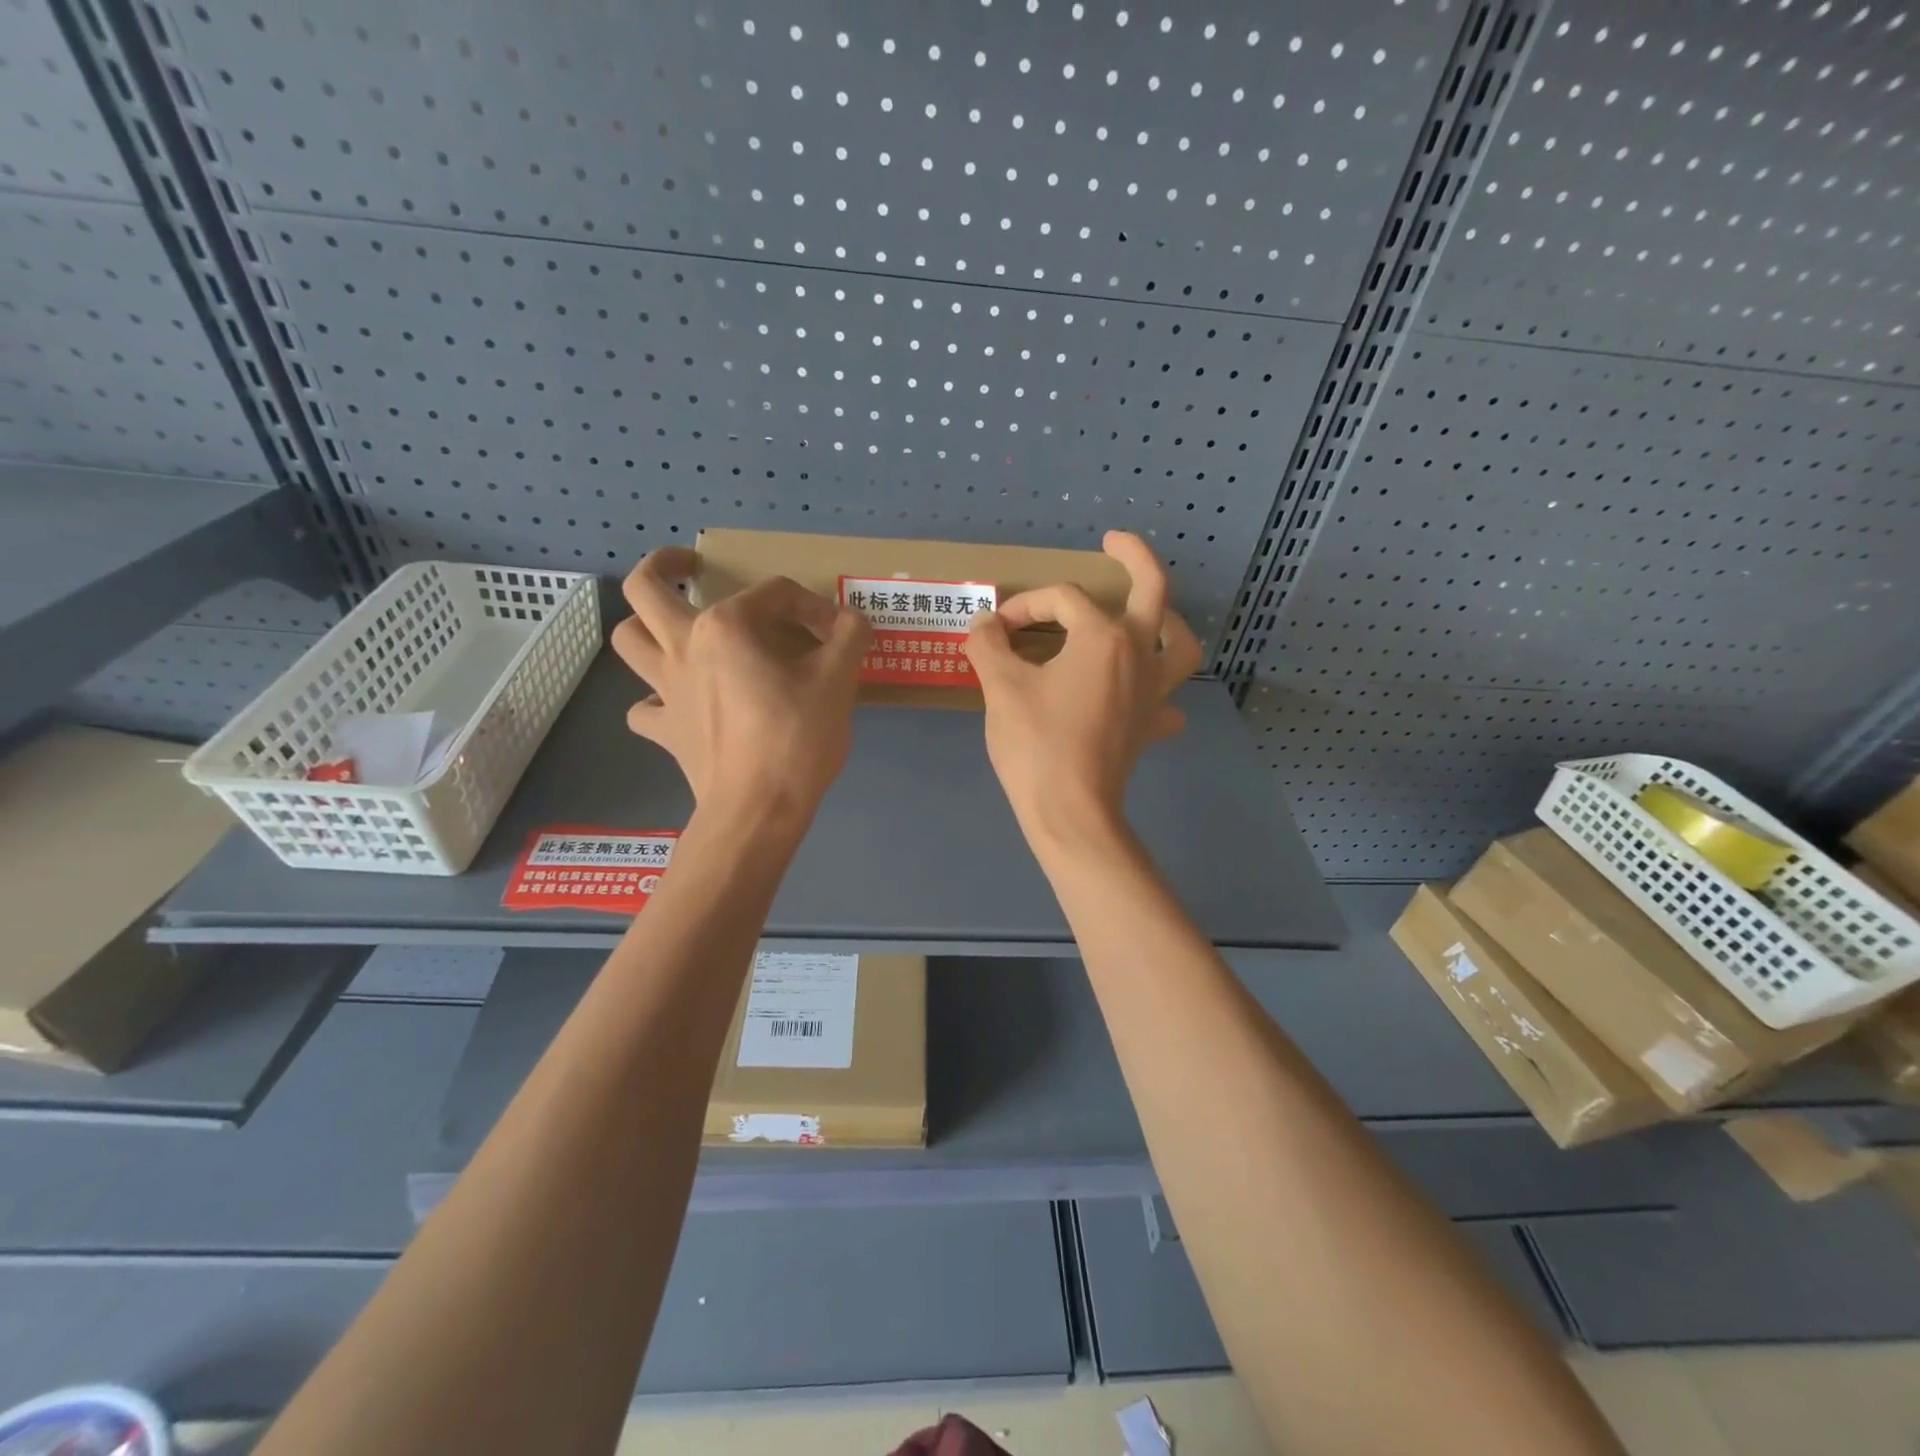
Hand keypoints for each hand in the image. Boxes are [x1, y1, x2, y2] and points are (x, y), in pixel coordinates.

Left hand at [611, 548, 870, 824]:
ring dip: (644, 625)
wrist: (758, 809)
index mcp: (726, 626)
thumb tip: (852, 622)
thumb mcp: (839, 680)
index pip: (774, 593)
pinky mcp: (665, 730)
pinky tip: (680, 703)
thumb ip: (850, 637)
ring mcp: (666, 691)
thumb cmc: (797, 738)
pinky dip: (656, 699)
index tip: (839, 635)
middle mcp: (683, 647)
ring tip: (672, 626)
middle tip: (690, 567)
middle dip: (664, 566)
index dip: (813, 606)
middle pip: (646, 589)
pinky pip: (645, 707)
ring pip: (628, 640)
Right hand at [966, 531, 1203, 848]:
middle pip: (1152, 590)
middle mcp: (1139, 654)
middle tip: (1113, 542)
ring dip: (1166, 620)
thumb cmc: (1036, 744)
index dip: (1024, 606)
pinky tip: (1139, 693)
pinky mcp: (1151, 725)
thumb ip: (989, 645)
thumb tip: (983, 624)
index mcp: (1103, 636)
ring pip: (1179, 643)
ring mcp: (1153, 692)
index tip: (995, 630)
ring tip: (1146, 614)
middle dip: (1134, 557)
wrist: (1070, 813)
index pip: (1061, 601)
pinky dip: (1158, 689)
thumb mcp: (1001, 687)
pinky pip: (1167, 699)